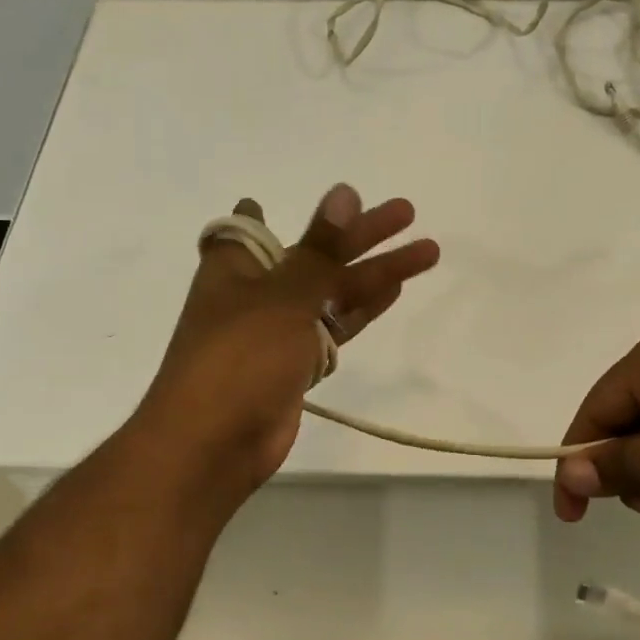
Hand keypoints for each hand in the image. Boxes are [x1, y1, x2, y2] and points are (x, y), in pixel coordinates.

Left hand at [137, 184, 439, 498]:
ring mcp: (277, 332)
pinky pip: (333, 328)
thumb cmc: (238, 358)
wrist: (213, 445)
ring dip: (375, 272)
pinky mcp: (295, 366)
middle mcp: (255, 294)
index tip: (279, 205)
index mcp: (235, 268)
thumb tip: (344, 193)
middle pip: (314, 255)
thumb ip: (319, 249)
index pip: (246, 229)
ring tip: (427, 251)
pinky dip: (360, 310)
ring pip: (332, 292)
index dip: (265, 213)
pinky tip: (394, 290)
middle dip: (361, 235)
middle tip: (408, 212)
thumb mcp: (282, 295)